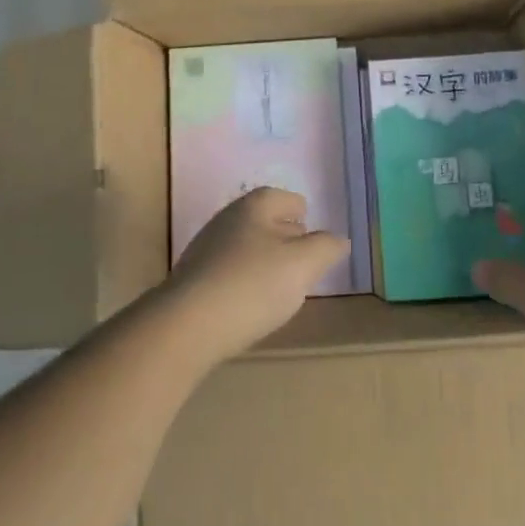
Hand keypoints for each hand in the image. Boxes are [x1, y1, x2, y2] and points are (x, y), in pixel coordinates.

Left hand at [161, 188, 349, 367]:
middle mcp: (229, 217)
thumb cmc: (252, 285)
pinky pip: (228, 271)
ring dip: (263, 263)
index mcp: (256, 205)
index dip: (304, 219)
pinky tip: (248, 306)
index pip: (288, 200)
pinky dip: (243, 282)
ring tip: (278, 290)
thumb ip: (326, 248)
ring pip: (247, 246)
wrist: (186, 325)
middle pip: (266, 221)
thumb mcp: (303, 265)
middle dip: (285, 240)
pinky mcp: (193, 277)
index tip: (314, 244)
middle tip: (302, 267)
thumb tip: (338, 240)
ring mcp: (206, 247)